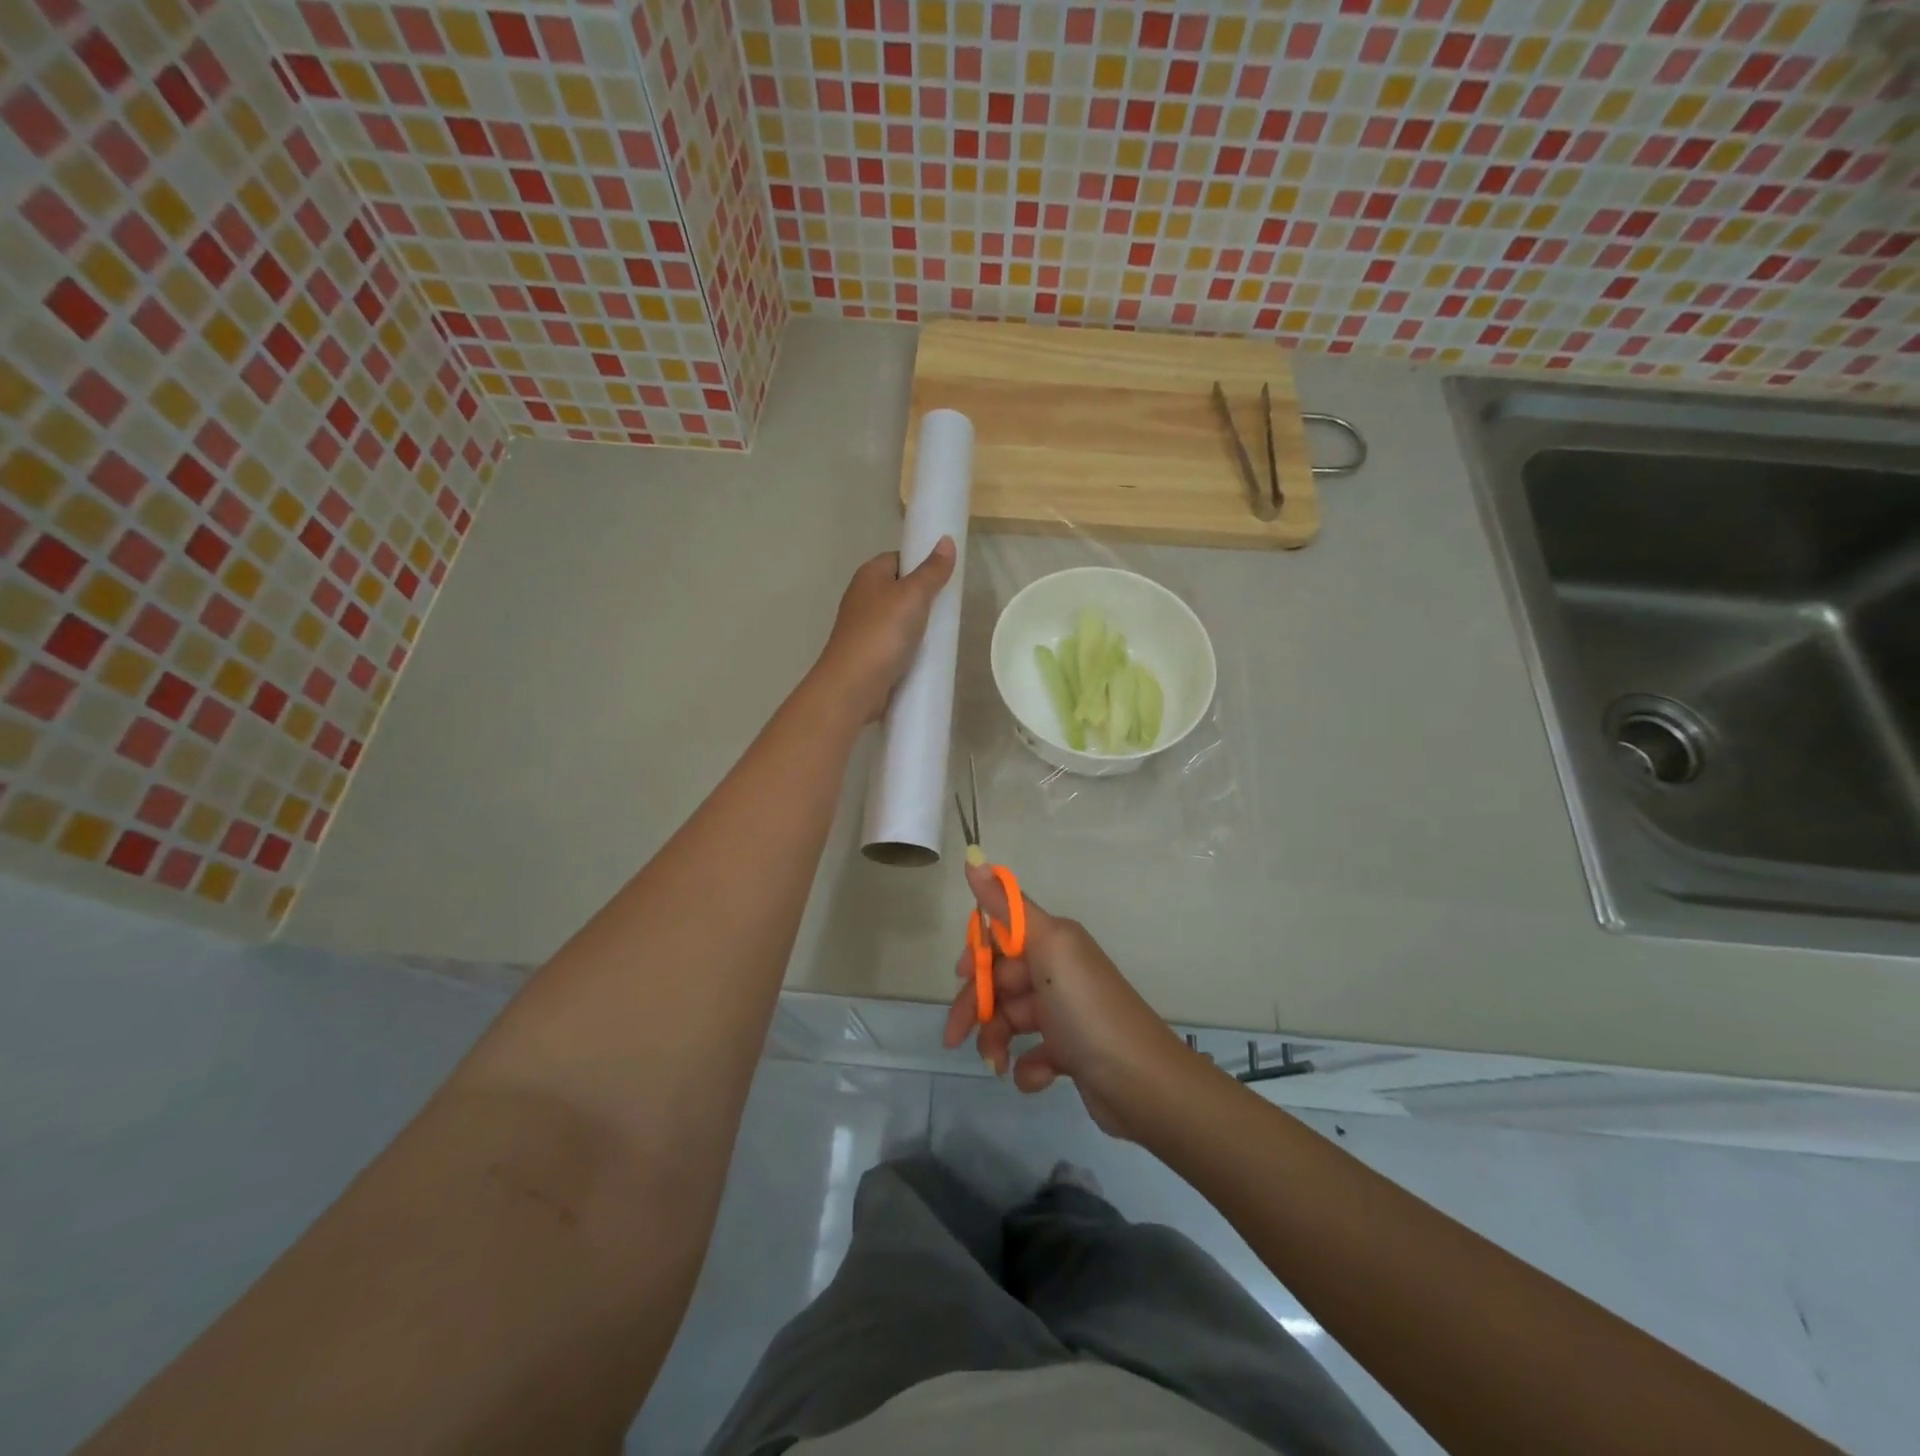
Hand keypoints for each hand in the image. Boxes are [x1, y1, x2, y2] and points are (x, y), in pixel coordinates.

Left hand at [813, 540, 956, 722]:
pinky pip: (896, 644)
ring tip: (944, 633)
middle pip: (900, 590)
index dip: (921, 564)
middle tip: (949, 608)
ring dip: (919, 626)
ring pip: (899, 619)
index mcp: (869, 575)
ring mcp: (865, 628)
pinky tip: (927, 655)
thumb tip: (946, 541)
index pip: (898, 558)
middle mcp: (863, 597)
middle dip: (924, 598)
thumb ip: (931, 570)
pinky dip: (911, 647)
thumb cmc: (882, 632)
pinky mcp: (870, 654)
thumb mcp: (913, 595)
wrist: (854, 685)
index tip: (945, 577)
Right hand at [942, 865, 1188, 1139]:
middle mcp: (1060, 972)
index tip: (963, 977)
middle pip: (1001, 981)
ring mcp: (1065, 1014)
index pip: (1002, 936)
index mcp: (1054, 942)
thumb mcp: (1049, 948)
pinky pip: (1034, 1054)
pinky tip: (1036, 1077)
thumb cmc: (1087, 1009)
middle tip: (955, 1038)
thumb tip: (974, 857)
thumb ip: (1008, 906)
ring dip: (996, 1040)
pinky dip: (1028, 1067)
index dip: (979, 955)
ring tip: (997, 1063)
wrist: (1141, 1082)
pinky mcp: (1071, 1053)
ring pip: (1011, 1019)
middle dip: (976, 1007)